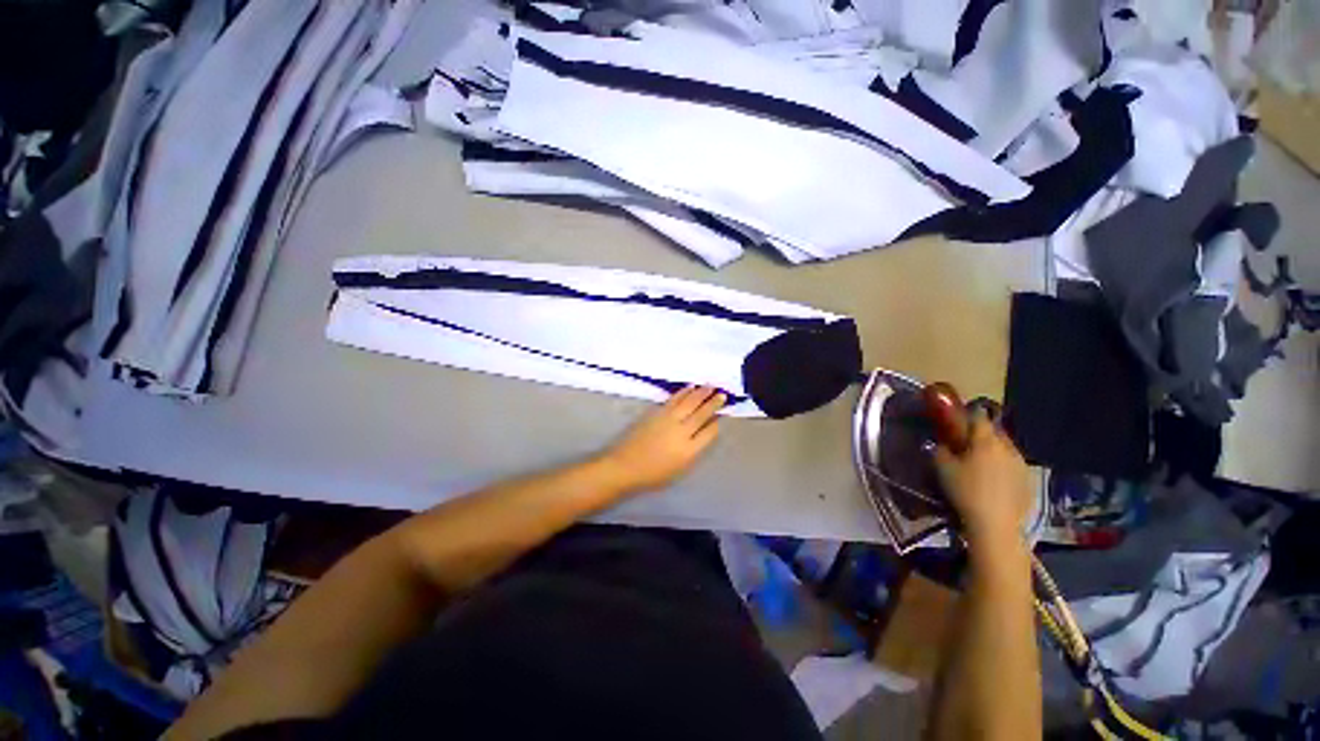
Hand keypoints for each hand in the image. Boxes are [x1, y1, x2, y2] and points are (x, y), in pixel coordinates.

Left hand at [598, 386, 724, 493]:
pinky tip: (690, 388)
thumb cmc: (653, 474)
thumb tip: (704, 432)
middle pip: (702, 414)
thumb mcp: (680, 469)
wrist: (625, 466)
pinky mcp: (657, 413)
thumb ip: (694, 451)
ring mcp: (668, 420)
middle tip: (722, 394)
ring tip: (710, 386)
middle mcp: (682, 432)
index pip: (709, 433)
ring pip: (689, 402)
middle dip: (713, 403)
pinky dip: (684, 392)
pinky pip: (674, 399)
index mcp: (689, 450)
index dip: (715, 423)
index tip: (720, 416)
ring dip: (701, 393)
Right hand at [934, 411, 1031, 551]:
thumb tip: (940, 442)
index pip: (978, 416)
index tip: (957, 418)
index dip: (967, 414)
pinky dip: (1002, 465)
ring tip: (979, 461)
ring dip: (993, 450)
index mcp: (985, 440)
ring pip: (1005, 448)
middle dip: (981, 433)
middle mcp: (1007, 447)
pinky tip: (993, 479)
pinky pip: (1013, 464)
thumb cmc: (965, 491)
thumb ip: (940, 450)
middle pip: (994, 431)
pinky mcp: (1028, 480)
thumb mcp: (942, 468)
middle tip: (966, 441)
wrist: (996, 525)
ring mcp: (1021, 464)